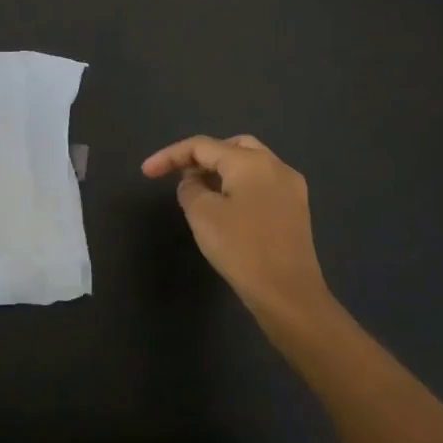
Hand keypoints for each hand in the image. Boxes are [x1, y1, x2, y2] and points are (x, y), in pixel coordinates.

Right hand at [142, 134, 332, 331]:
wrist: (289, 296)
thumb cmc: (242, 249)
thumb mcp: (202, 214)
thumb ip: (189, 188)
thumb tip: (193, 182)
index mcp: (251, 162)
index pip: (202, 146)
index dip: (170, 156)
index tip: (146, 172)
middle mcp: (276, 166)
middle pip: (231, 146)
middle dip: (201, 157)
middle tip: (180, 175)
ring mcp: (291, 188)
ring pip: (249, 164)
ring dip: (221, 171)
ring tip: (199, 190)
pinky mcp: (296, 209)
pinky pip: (261, 183)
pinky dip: (239, 185)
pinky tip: (226, 206)